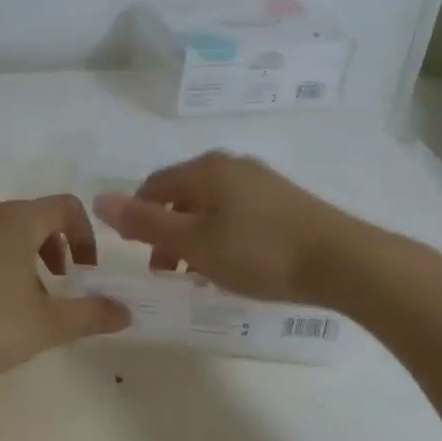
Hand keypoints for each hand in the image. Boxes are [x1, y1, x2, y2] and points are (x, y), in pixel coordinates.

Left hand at [0, 196, 130, 396]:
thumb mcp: (47, 324)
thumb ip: (91, 314)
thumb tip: (126, 312)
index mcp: (17, 219)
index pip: (66, 206)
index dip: (86, 236)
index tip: (87, 272)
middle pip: (37, 216)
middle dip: (60, 247)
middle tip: (65, 283)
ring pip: (10, 231)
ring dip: (32, 256)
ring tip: (33, 299)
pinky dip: (4, 262)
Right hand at [92, 151, 358, 304]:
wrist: (343, 261)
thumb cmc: (259, 252)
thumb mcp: (194, 243)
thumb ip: (145, 223)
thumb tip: (98, 200)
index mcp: (205, 169)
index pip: (154, 185)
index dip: (139, 217)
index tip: (143, 257)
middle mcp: (232, 165)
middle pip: (183, 195)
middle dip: (169, 232)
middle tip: (170, 273)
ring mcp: (262, 181)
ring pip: (212, 206)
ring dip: (196, 237)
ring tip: (202, 275)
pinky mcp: (285, 200)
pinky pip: (238, 213)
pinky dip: (224, 236)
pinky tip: (237, 264)